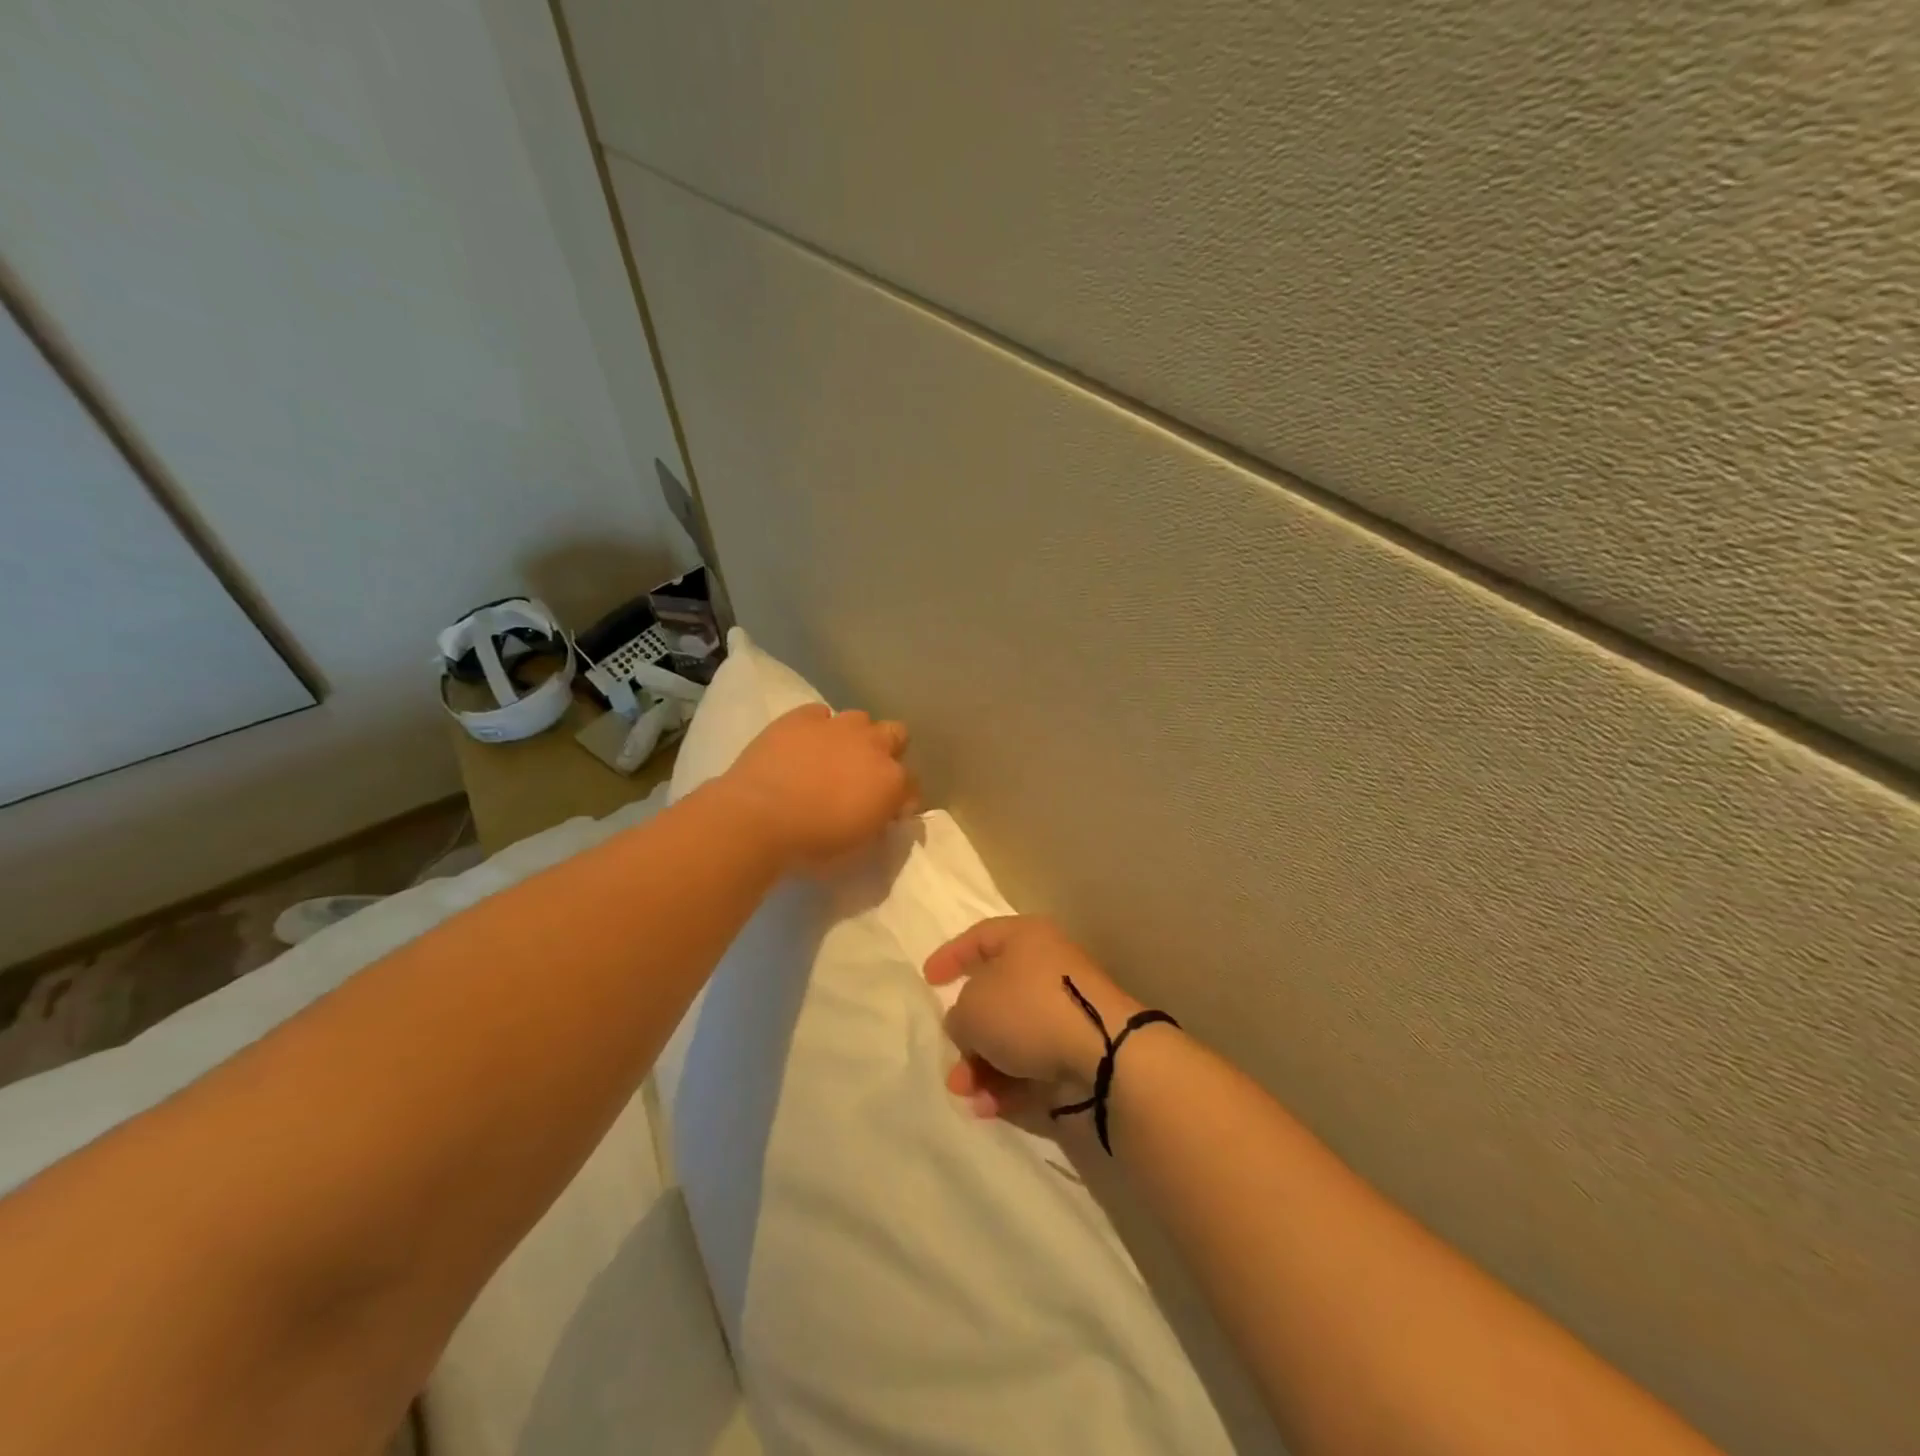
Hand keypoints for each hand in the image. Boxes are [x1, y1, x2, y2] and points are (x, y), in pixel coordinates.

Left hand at [717, 705, 915, 867]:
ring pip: (860, 719)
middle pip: (897, 734)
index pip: (913, 784)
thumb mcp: (858, 844)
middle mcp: (872, 745)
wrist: (759, 818)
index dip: (902, 797)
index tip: (889, 812)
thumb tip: (882, 812)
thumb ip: (877, 821)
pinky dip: (817, 727)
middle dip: (888, 751)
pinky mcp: (802, 717)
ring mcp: (837, 726)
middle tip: (866, 773)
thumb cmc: (811, 843)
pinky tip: (804, 744)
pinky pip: (819, 714)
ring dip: (854, 736)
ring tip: (833, 755)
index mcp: (891, 780)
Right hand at [925, 916, 1143, 1119]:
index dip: (951, 957)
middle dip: (967, 1035)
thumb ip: (958, 1015)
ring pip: (1012, 1035)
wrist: (1104, 1051)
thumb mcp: (972, 1008)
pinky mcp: (1079, 1046)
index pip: (979, 938)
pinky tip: (992, 1108)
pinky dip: (1010, 1083)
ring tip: (968, 1094)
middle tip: (952, 1062)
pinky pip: (1034, 1060)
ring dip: (984, 1067)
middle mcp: (1047, 966)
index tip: (928, 981)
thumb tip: (968, 1025)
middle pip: (995, 997)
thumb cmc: (1028, 1009)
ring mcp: (1066, 1007)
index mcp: (1025, 937)